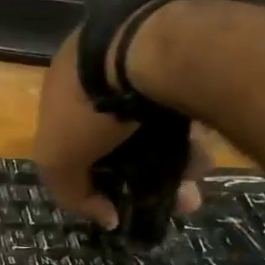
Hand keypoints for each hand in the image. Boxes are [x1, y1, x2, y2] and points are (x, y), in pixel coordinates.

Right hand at [34, 27, 212, 228]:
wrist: (146, 47)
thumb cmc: (89, 106)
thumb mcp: (59, 159)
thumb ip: (72, 193)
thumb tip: (106, 217)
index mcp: (62, 86)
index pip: (72, 137)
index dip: (95, 173)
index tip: (120, 198)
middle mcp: (99, 69)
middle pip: (122, 135)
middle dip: (146, 173)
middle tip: (174, 198)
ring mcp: (142, 58)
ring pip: (158, 123)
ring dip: (177, 158)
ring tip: (196, 182)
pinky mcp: (181, 55)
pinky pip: (185, 104)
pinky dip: (193, 132)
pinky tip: (206, 154)